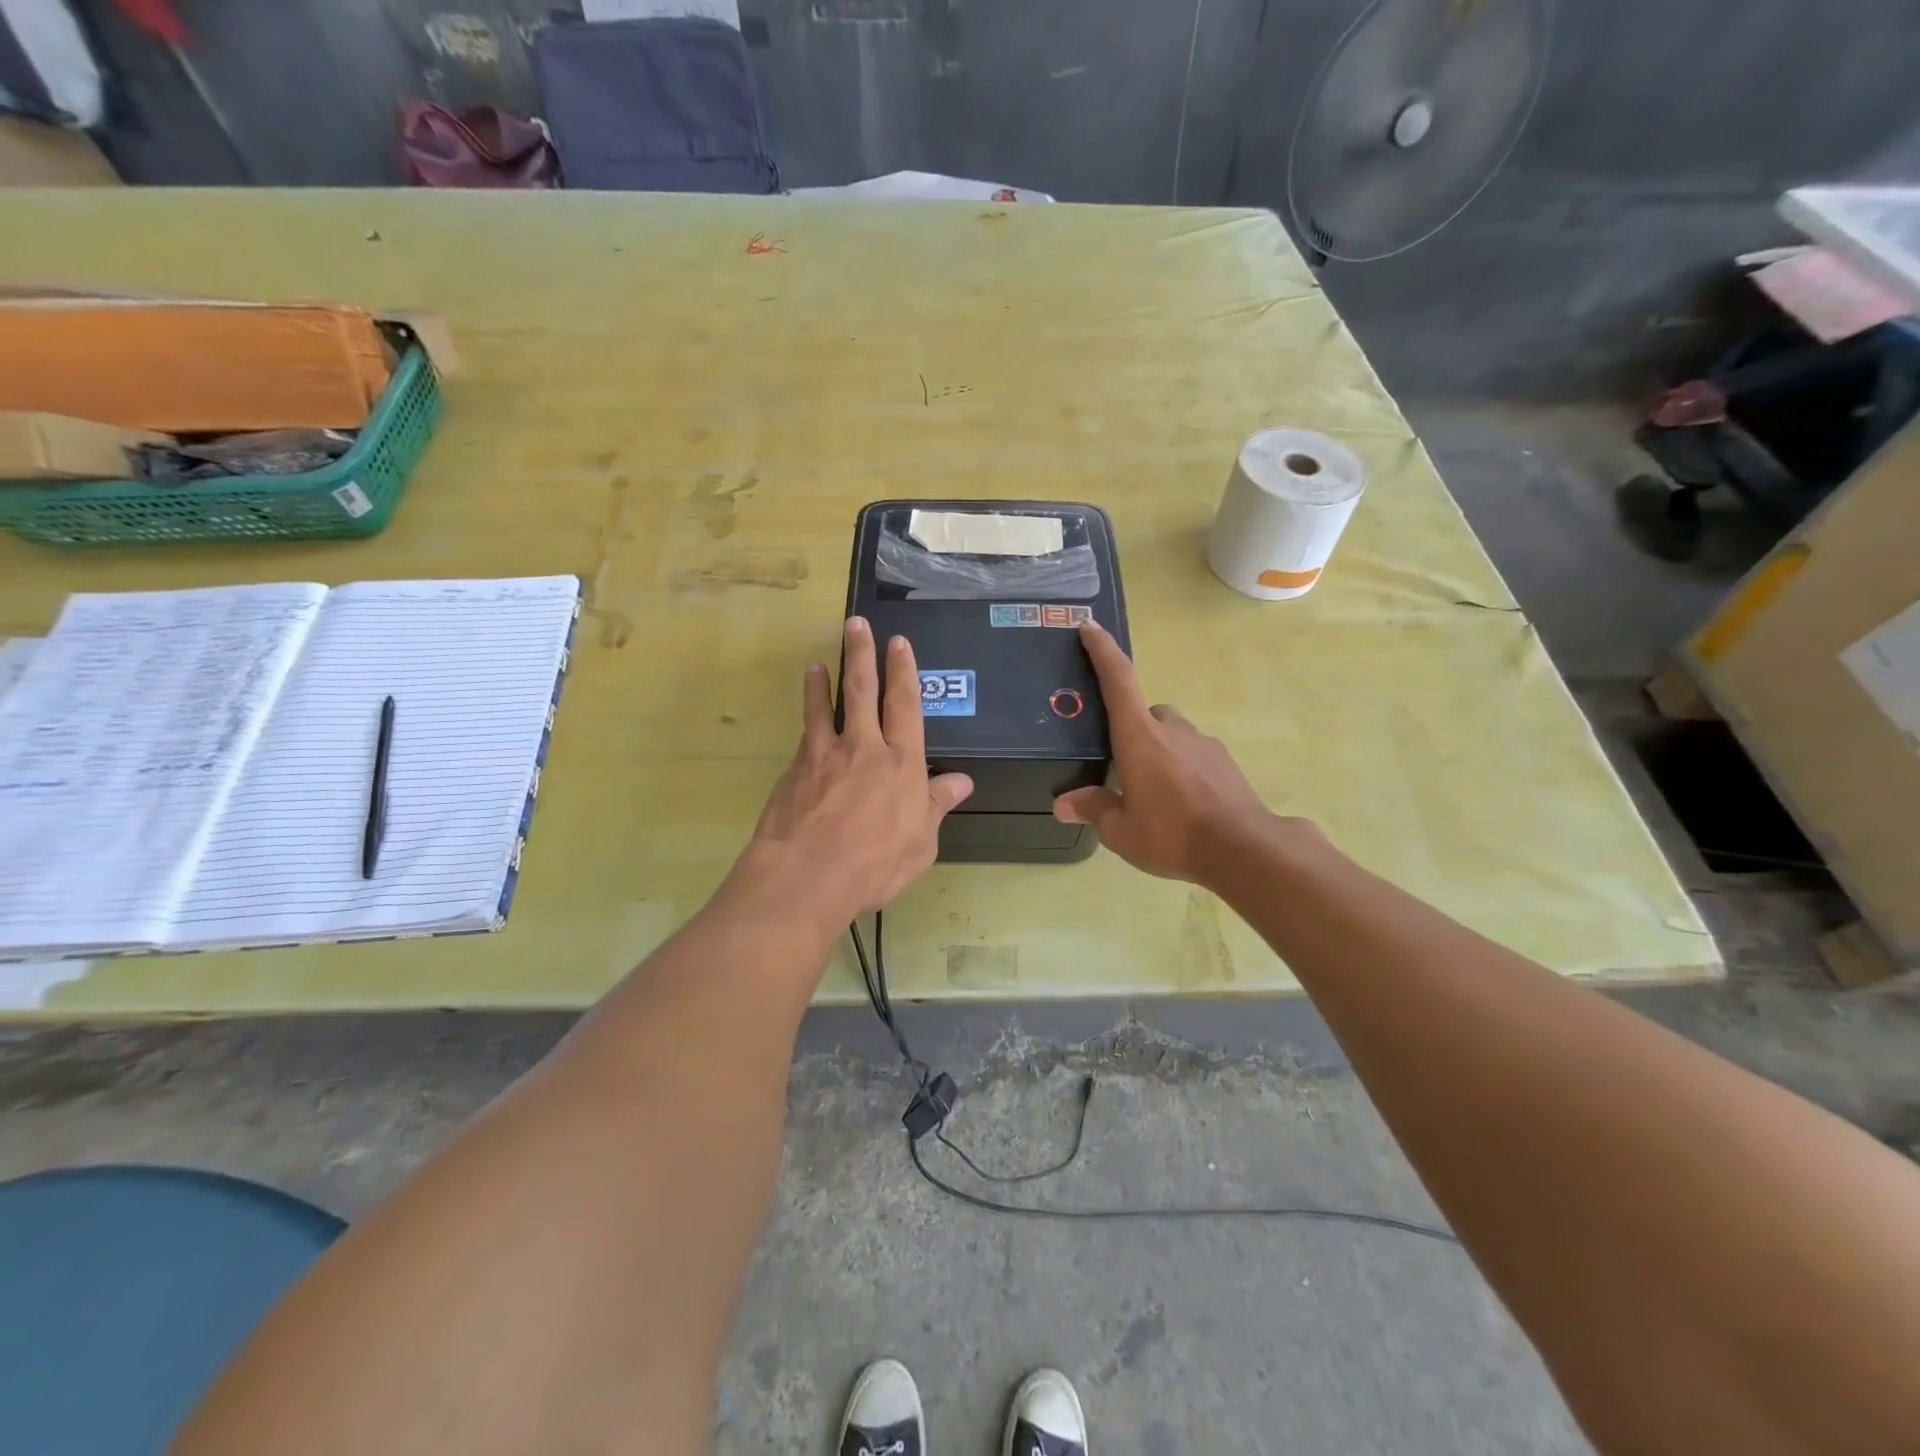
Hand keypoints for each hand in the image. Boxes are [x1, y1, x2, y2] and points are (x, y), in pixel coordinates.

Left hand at [742, 617, 972, 927]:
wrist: (807, 876)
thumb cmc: (874, 864)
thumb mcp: (921, 843)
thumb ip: (936, 806)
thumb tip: (960, 781)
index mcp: (902, 763)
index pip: (906, 706)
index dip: (904, 672)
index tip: (899, 644)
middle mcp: (864, 748)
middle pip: (864, 692)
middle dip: (863, 655)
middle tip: (857, 625)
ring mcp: (825, 755)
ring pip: (825, 707)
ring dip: (824, 681)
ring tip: (819, 663)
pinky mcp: (796, 770)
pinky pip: (805, 735)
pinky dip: (807, 718)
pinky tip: (806, 718)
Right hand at [1054, 621, 1279, 884]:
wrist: (1243, 849)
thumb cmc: (1172, 834)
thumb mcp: (1121, 830)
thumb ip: (1093, 809)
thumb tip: (1063, 804)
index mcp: (1139, 736)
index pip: (1118, 680)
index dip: (1102, 650)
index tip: (1090, 627)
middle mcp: (1171, 729)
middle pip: (1145, 712)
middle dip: (1131, 729)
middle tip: (1120, 763)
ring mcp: (1203, 743)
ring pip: (1172, 734)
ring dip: (1158, 750)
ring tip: (1152, 791)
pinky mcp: (1225, 762)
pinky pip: (1194, 754)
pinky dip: (1182, 767)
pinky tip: (1182, 802)